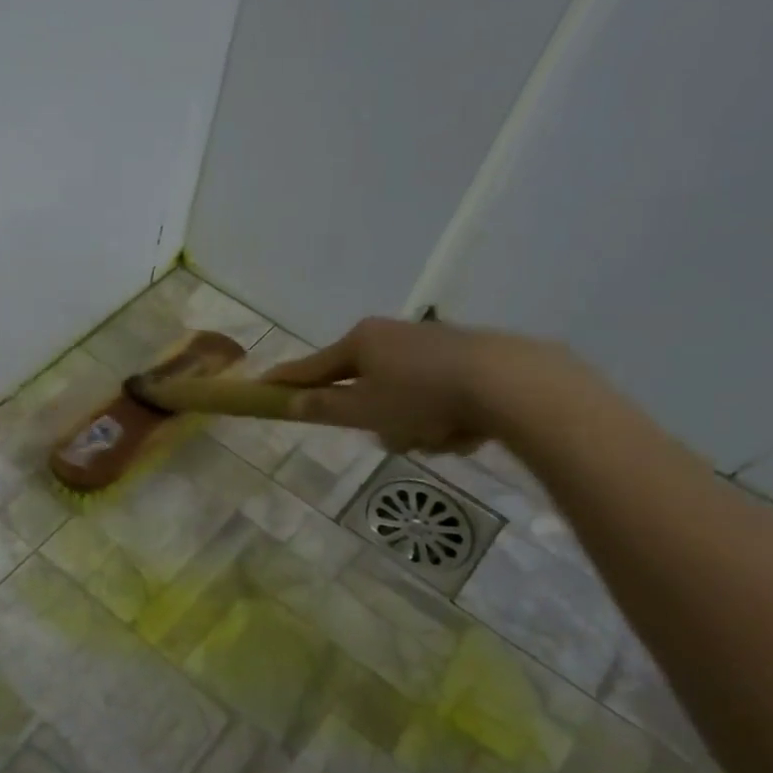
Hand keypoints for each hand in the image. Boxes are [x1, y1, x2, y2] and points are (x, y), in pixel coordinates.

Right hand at [264, 316, 557, 454]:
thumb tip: (293, 402)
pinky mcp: (466, 358)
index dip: (285, 381)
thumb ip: (324, 407)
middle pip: (362, 386)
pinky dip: (442, 418)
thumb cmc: (423, 397)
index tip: (260, 386)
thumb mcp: (365, 410)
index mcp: (361, 341)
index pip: (311, 366)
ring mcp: (431, 345)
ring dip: (412, 425)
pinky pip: (434, 397)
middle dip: (375, 418)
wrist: (512, 384)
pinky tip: (465, 429)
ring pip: (401, 398)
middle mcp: (392, 335)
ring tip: (438, 436)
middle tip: (393, 434)